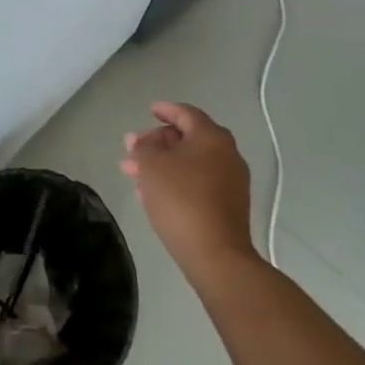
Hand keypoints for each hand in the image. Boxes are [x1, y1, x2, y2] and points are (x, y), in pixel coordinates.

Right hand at [121, 102, 261, 276]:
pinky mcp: (229, 205)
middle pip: (188, 138)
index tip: (149, 110)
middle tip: (133, 150)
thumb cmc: (181, 199)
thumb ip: (142, 148)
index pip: (186, 114)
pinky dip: (177, 180)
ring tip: (135, 174)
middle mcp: (227, 154)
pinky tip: (153, 193)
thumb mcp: (151, 166)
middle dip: (157, 142)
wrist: (216, 254)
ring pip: (191, 163)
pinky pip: (198, 182)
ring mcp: (231, 181)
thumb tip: (138, 140)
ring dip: (163, 164)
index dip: (166, 110)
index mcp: (212, 137)